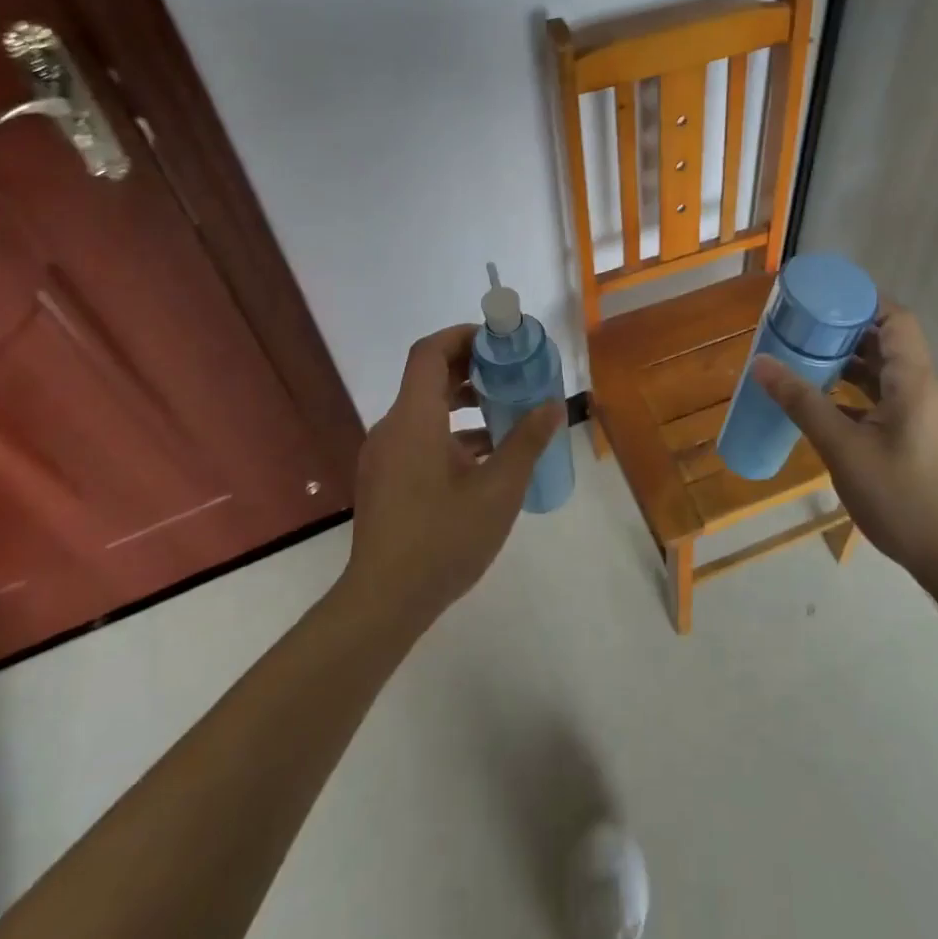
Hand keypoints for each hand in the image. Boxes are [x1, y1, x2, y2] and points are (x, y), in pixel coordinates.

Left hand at [343, 324, 565, 627]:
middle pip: (428, 378)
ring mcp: (384, 455)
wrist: (383, 602)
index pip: (430, 352)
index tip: (499, 340)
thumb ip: (526, 442)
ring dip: (463, 404)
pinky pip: (418, 437)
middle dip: (471, 369)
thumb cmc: (443, 539)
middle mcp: (392, 428)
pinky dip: (450, 433)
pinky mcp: (384, 479)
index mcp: (414, 419)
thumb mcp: (498, 490)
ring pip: (424, 411)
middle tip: (511, 373)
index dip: (463, 336)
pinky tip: (484, 459)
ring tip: (506, 414)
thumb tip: (553, 405)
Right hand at [752, 302, 937, 586]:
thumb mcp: (843, 447)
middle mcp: (927, 390)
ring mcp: (929, 417)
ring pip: (889, 375)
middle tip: (805, 329)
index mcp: (915, 382)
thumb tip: (761, 363)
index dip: (864, 301)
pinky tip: (829, 407)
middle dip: (848, 332)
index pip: (897, 320)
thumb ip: (802, 403)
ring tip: (809, 362)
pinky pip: (890, 400)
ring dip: (852, 364)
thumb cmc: (901, 496)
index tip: (824, 298)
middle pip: (890, 344)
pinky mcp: (925, 439)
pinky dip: (860, 394)